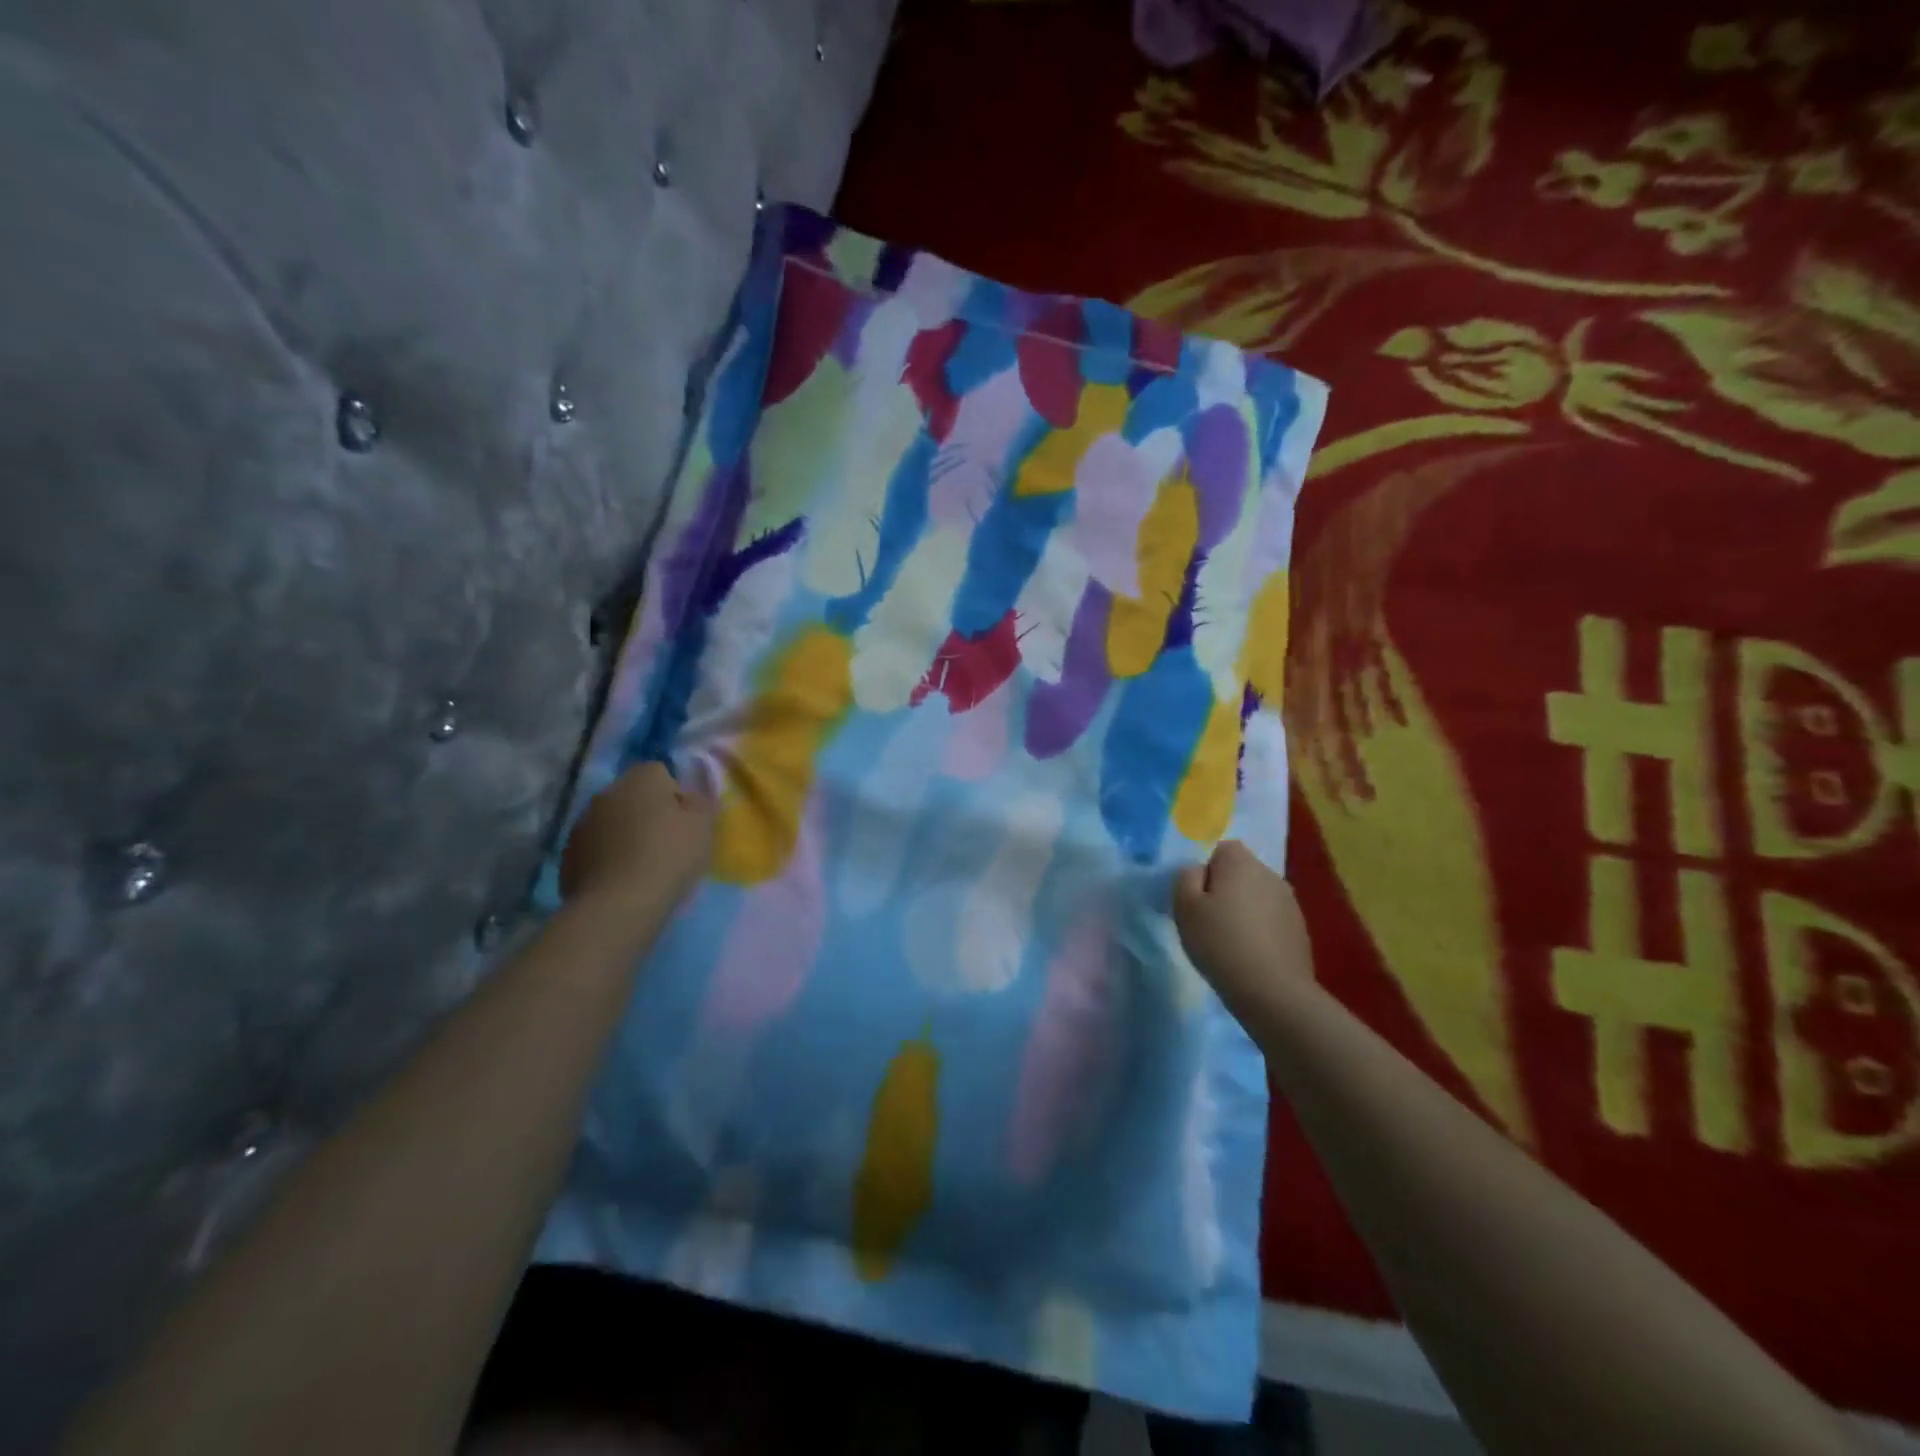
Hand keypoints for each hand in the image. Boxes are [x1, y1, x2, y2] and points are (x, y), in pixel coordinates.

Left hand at [560, 761, 715, 914]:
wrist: (618, 904)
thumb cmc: (669, 857)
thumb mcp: (704, 826)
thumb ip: (700, 802)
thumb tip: (688, 797)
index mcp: (641, 778)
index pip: (661, 773)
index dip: (676, 796)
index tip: (685, 822)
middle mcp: (607, 792)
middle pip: (633, 796)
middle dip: (648, 813)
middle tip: (667, 844)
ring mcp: (582, 824)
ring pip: (612, 822)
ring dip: (625, 835)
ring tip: (643, 866)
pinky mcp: (568, 855)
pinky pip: (596, 849)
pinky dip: (608, 858)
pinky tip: (622, 880)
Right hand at [1173, 841, 1313, 1022]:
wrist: (1273, 992)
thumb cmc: (1221, 943)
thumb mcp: (1184, 906)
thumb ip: (1185, 877)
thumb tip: (1197, 870)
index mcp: (1241, 862)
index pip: (1220, 848)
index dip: (1204, 869)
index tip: (1194, 897)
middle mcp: (1270, 874)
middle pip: (1240, 871)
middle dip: (1223, 888)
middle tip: (1206, 919)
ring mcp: (1290, 902)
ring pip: (1256, 896)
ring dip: (1242, 909)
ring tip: (1227, 940)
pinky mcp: (1300, 930)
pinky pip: (1270, 919)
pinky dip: (1259, 929)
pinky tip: (1248, 954)